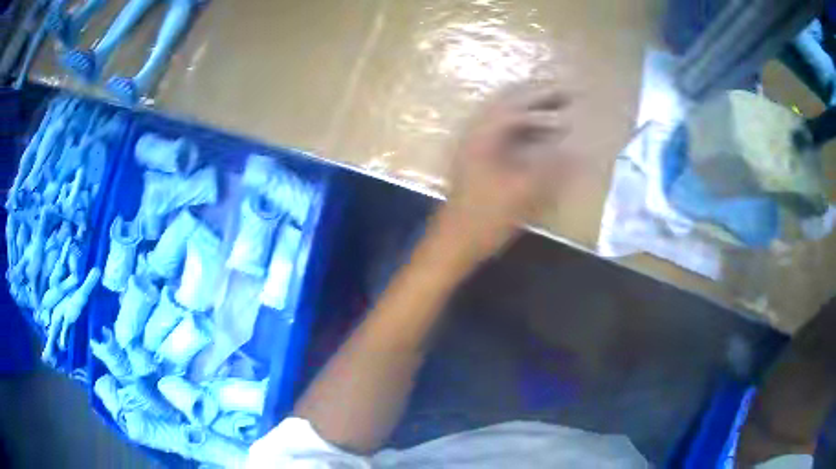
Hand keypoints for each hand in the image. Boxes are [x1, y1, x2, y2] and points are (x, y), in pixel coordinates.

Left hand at [433, 83, 575, 264]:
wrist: (454, 243)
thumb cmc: (486, 218)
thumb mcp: (524, 193)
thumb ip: (553, 169)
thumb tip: (580, 152)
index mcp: (483, 135)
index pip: (516, 104)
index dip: (545, 97)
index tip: (569, 94)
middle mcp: (476, 133)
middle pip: (509, 105)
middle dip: (539, 99)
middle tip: (565, 96)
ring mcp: (474, 146)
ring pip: (507, 120)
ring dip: (532, 115)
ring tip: (559, 115)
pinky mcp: (477, 160)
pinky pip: (504, 136)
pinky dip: (525, 133)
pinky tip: (541, 139)